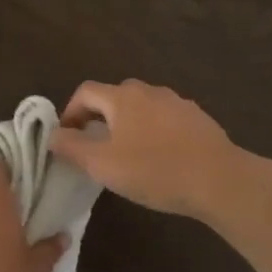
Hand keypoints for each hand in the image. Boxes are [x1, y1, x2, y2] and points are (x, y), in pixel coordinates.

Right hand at [51, 79, 244, 219]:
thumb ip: (72, 147)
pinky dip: (152, 132)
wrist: (219, 180)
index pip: (85, 91)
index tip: (66, 139)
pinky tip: (158, 159)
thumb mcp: (102, 164)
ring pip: (141, 108)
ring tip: (125, 155)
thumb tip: (52, 135)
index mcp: (123, 97)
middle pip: (114, 96)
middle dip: (98, 117)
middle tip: (93, 147)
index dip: (69, 112)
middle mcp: (149, 91)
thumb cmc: (154, 170)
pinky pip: (164, 120)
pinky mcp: (198, 120)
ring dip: (126, 125)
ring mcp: (177, 103)